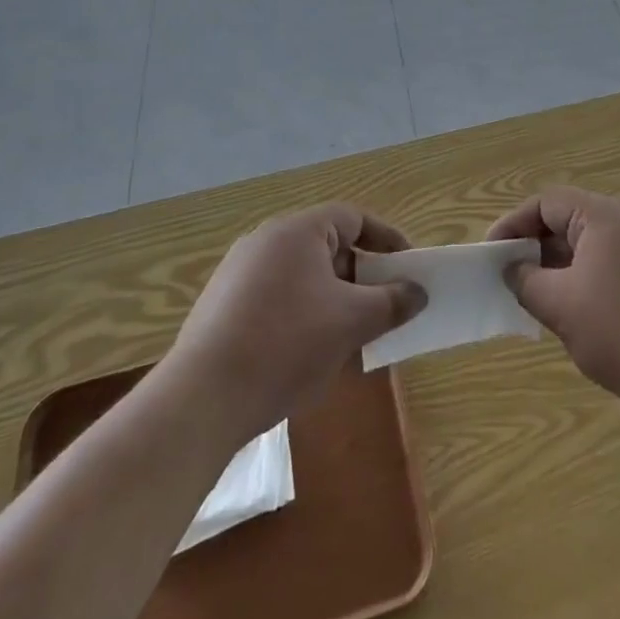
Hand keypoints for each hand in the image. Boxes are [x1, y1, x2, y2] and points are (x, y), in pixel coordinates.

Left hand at [168, 203, 425, 438]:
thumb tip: (418, 292)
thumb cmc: (286, 345)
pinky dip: (302, 316)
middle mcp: (266, 240)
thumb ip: (391, 302)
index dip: (386, 240)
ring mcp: (239, 273)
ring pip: (303, 277)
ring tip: (352, 338)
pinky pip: (277, 299)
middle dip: (361, 277)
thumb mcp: (351, 322)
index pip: (354, 218)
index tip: (408, 268)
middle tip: (383, 308)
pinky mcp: (222, 307)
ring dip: (333, 301)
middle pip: (328, 247)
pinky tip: (308, 356)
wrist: (201, 400)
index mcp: (297, 231)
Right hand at [488, 188, 619, 422]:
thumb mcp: (561, 307)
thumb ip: (527, 281)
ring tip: (538, 300)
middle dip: (535, 247)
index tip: (491, 255)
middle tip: (510, 278)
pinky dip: (584, 279)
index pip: (546, 202)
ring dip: (558, 266)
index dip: (513, 225)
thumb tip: (512, 269)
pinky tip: (576, 314)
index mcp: (603, 216)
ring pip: (588, 245)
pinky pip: (609, 264)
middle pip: (568, 219)